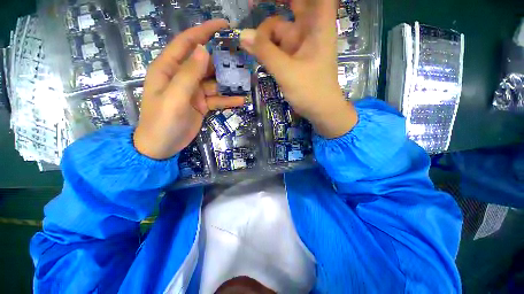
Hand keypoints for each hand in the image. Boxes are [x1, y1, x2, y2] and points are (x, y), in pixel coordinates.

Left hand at [134, 20, 244, 159]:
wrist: (161, 146)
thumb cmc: (162, 122)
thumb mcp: (174, 97)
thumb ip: (188, 74)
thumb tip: (203, 49)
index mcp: (169, 69)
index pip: (187, 43)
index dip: (204, 31)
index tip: (224, 25)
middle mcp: (182, 77)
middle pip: (205, 62)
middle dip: (223, 58)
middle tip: (243, 57)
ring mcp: (193, 92)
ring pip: (214, 81)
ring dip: (229, 81)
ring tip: (246, 80)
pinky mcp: (201, 104)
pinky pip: (217, 99)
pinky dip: (228, 99)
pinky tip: (241, 100)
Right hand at [239, 0, 357, 137]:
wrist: (320, 111)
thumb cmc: (310, 91)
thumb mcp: (287, 72)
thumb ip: (265, 53)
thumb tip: (243, 35)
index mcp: (317, 25)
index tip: (274, 0)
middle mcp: (308, 31)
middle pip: (294, 6)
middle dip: (274, 4)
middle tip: (251, 4)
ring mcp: (299, 45)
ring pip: (279, 29)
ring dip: (264, 34)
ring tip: (248, 41)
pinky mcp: (292, 58)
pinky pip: (276, 47)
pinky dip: (266, 48)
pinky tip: (254, 51)